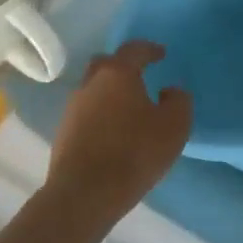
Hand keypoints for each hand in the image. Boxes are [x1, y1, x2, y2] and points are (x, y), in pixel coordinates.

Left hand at [44, 40, 191, 224]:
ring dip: (110, 92)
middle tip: (140, 76)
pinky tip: (112, 131)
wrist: (85, 193)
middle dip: (123, 66)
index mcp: (117, 74)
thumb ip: (178, 101)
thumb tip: (170, 91)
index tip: (161, 54)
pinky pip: (86, 112)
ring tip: (128, 108)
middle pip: (106, 64)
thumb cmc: (134, 152)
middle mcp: (91, 83)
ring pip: (93, 89)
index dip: (149, 49)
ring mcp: (73, 108)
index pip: (133, 49)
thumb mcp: (174, 126)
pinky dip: (100, 114)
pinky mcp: (63, 132)